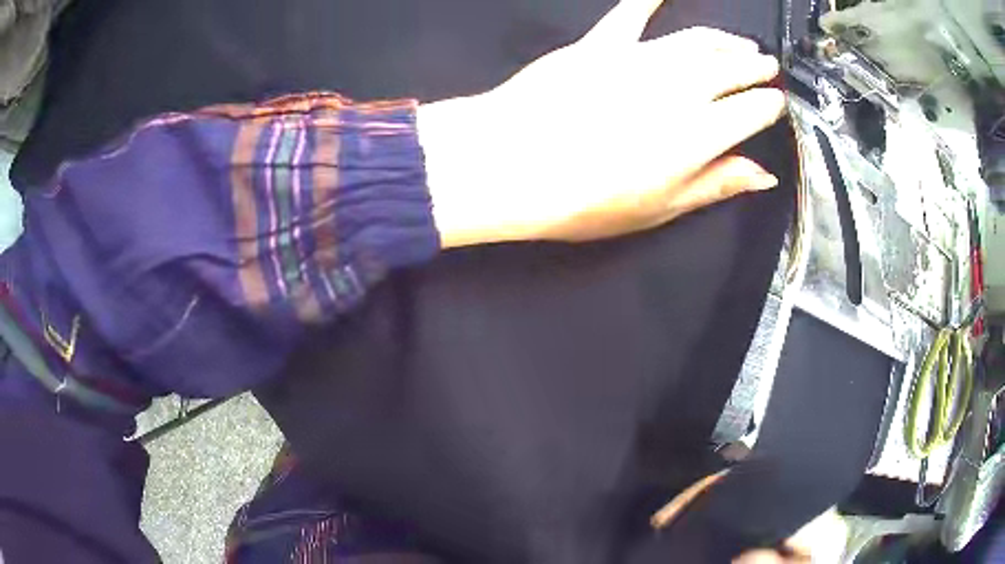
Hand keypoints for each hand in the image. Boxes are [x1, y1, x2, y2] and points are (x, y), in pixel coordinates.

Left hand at [419, 0, 786, 246]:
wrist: (512, 164)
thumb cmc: (585, 198)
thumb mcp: (661, 207)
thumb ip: (717, 184)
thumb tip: (763, 175)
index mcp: (700, 134)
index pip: (751, 111)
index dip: (768, 106)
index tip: (777, 104)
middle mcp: (680, 89)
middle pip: (730, 70)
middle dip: (755, 67)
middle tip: (767, 66)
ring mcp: (639, 60)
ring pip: (696, 41)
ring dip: (724, 40)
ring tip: (740, 43)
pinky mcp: (600, 45)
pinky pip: (630, 13)